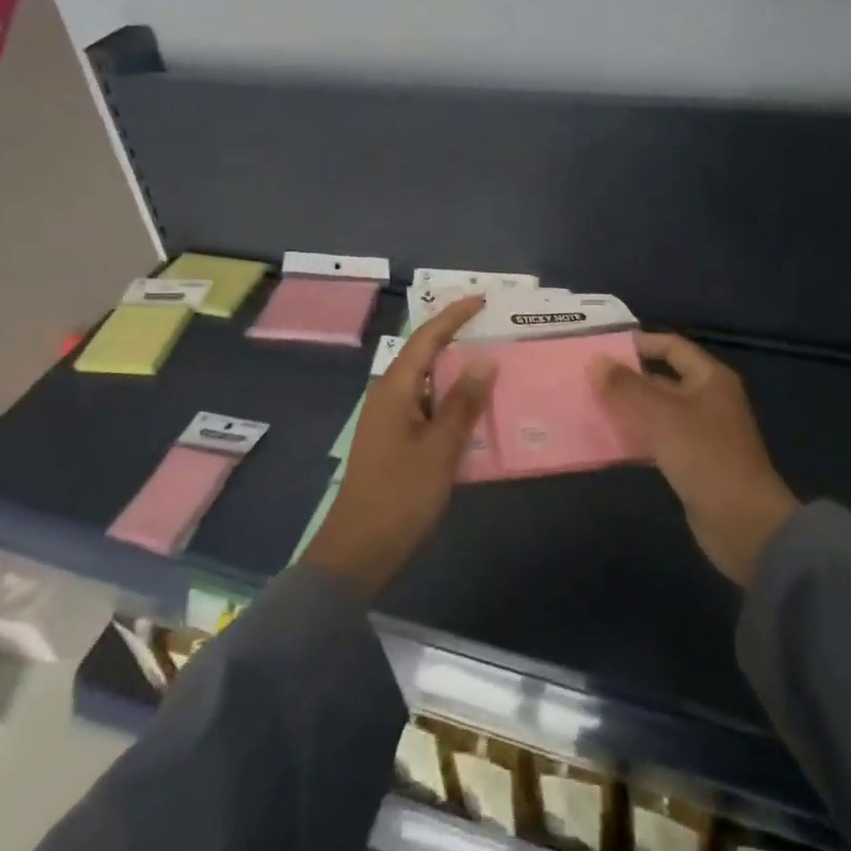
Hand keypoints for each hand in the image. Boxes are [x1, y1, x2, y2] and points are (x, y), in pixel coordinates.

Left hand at [301, 296, 496, 600]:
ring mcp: (387, 418)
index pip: (426, 337)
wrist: (358, 551)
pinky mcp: (392, 440)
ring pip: (425, 382)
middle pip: (424, 354)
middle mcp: (387, 394)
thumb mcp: (440, 449)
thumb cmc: (400, 496)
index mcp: (395, 388)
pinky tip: (471, 410)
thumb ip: (463, 403)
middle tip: (492, 329)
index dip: (454, 315)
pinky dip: (448, 400)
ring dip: (453, 371)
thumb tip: (484, 360)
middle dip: (455, 338)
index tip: (482, 299)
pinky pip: (424, 405)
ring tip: (489, 363)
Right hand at [592, 333, 799, 585]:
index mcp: (709, 379)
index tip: (602, 347)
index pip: (671, 346)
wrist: (744, 525)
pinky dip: (634, 438)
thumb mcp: (662, 416)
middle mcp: (707, 400)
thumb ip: (626, 387)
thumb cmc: (706, 457)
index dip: (639, 343)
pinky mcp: (691, 462)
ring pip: (655, 412)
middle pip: (661, 379)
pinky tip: (606, 442)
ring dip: (626, 410)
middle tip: (586, 379)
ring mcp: (700, 433)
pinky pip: (656, 441)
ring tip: (588, 406)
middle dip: (625, 379)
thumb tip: (595, 361)